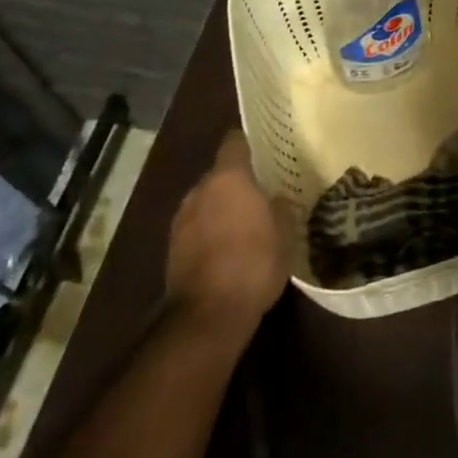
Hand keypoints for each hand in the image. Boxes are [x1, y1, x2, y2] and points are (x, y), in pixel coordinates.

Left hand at [164, 130, 294, 330]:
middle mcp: (200, 190)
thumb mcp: (285, 232)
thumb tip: (276, 197)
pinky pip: (197, 227)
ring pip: (206, 202)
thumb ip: (280, 206)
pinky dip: (210, 232)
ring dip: (222, 208)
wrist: (208, 315)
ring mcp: (181, 219)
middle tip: (261, 193)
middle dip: (238, 182)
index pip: (235, 142)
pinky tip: (228, 250)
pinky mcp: (172, 248)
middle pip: (220, 174)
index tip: (266, 150)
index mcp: (228, 178)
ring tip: (245, 224)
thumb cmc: (254, 263)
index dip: (250, 143)